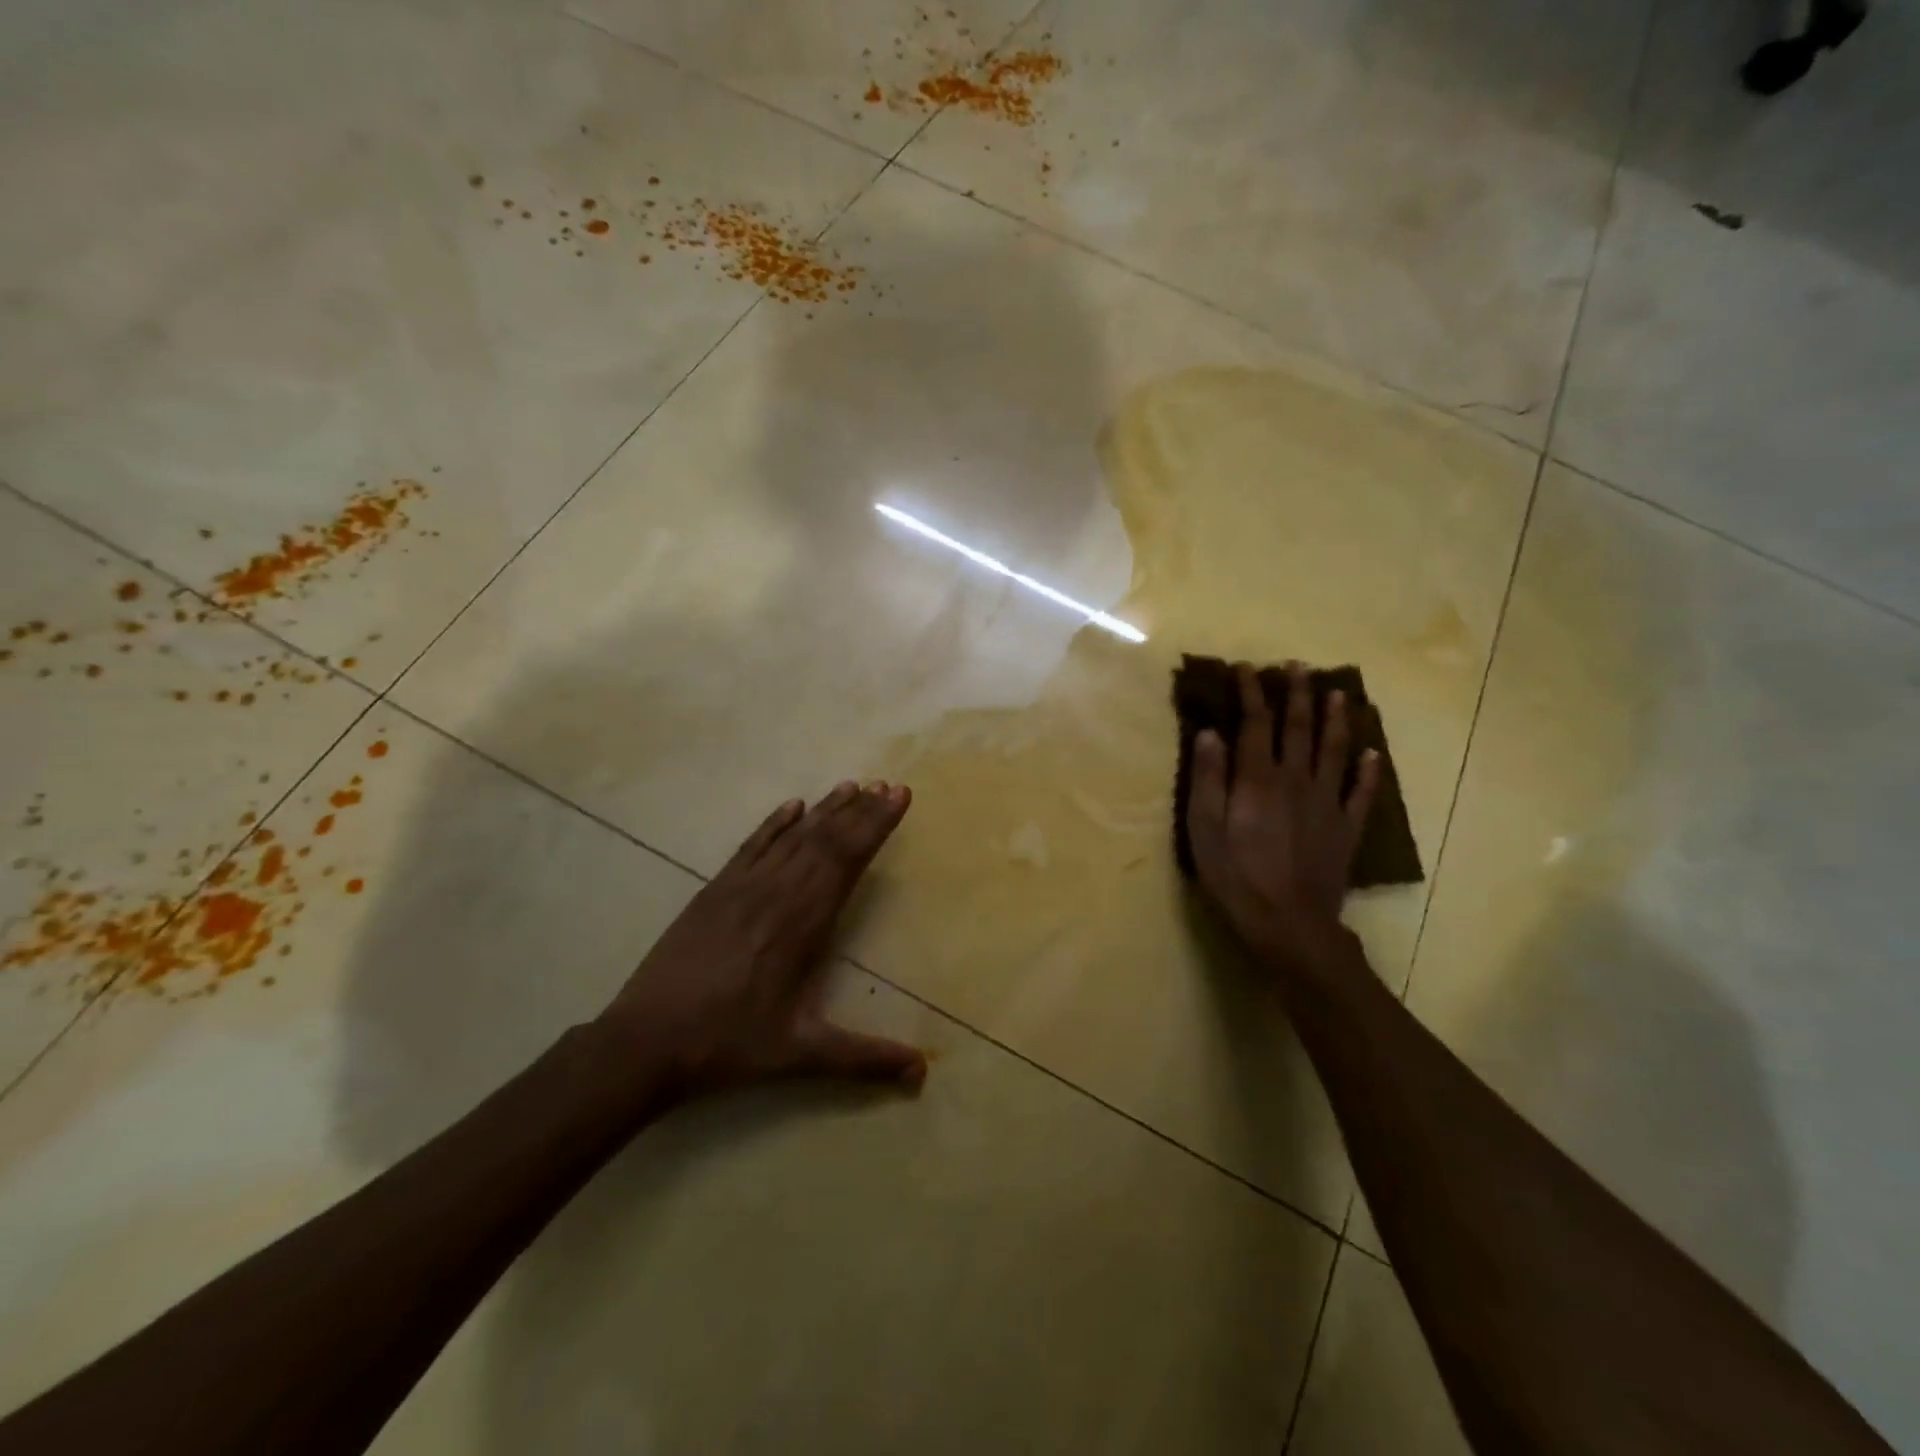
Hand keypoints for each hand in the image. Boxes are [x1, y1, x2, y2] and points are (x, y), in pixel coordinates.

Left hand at [597, 782, 925, 1099]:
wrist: (645, 1042)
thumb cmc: (729, 1045)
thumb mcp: (801, 1055)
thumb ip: (864, 1058)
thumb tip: (922, 1072)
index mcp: (803, 924)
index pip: (848, 860)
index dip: (876, 826)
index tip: (898, 797)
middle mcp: (777, 894)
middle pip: (826, 840)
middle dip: (861, 812)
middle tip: (888, 785)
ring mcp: (742, 887)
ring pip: (793, 837)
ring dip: (825, 810)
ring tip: (852, 785)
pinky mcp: (714, 891)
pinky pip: (752, 846)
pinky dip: (774, 824)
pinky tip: (792, 805)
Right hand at [1186, 662, 1380, 975]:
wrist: (1288, 923)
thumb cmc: (1235, 876)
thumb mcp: (1203, 828)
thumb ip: (1206, 778)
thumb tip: (1209, 733)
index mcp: (1257, 778)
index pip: (1254, 724)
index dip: (1250, 693)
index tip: (1245, 668)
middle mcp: (1296, 780)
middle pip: (1298, 728)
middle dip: (1297, 694)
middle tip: (1298, 667)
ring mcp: (1326, 803)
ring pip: (1334, 751)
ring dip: (1336, 719)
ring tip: (1338, 693)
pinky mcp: (1345, 828)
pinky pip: (1361, 793)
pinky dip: (1368, 772)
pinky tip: (1373, 754)